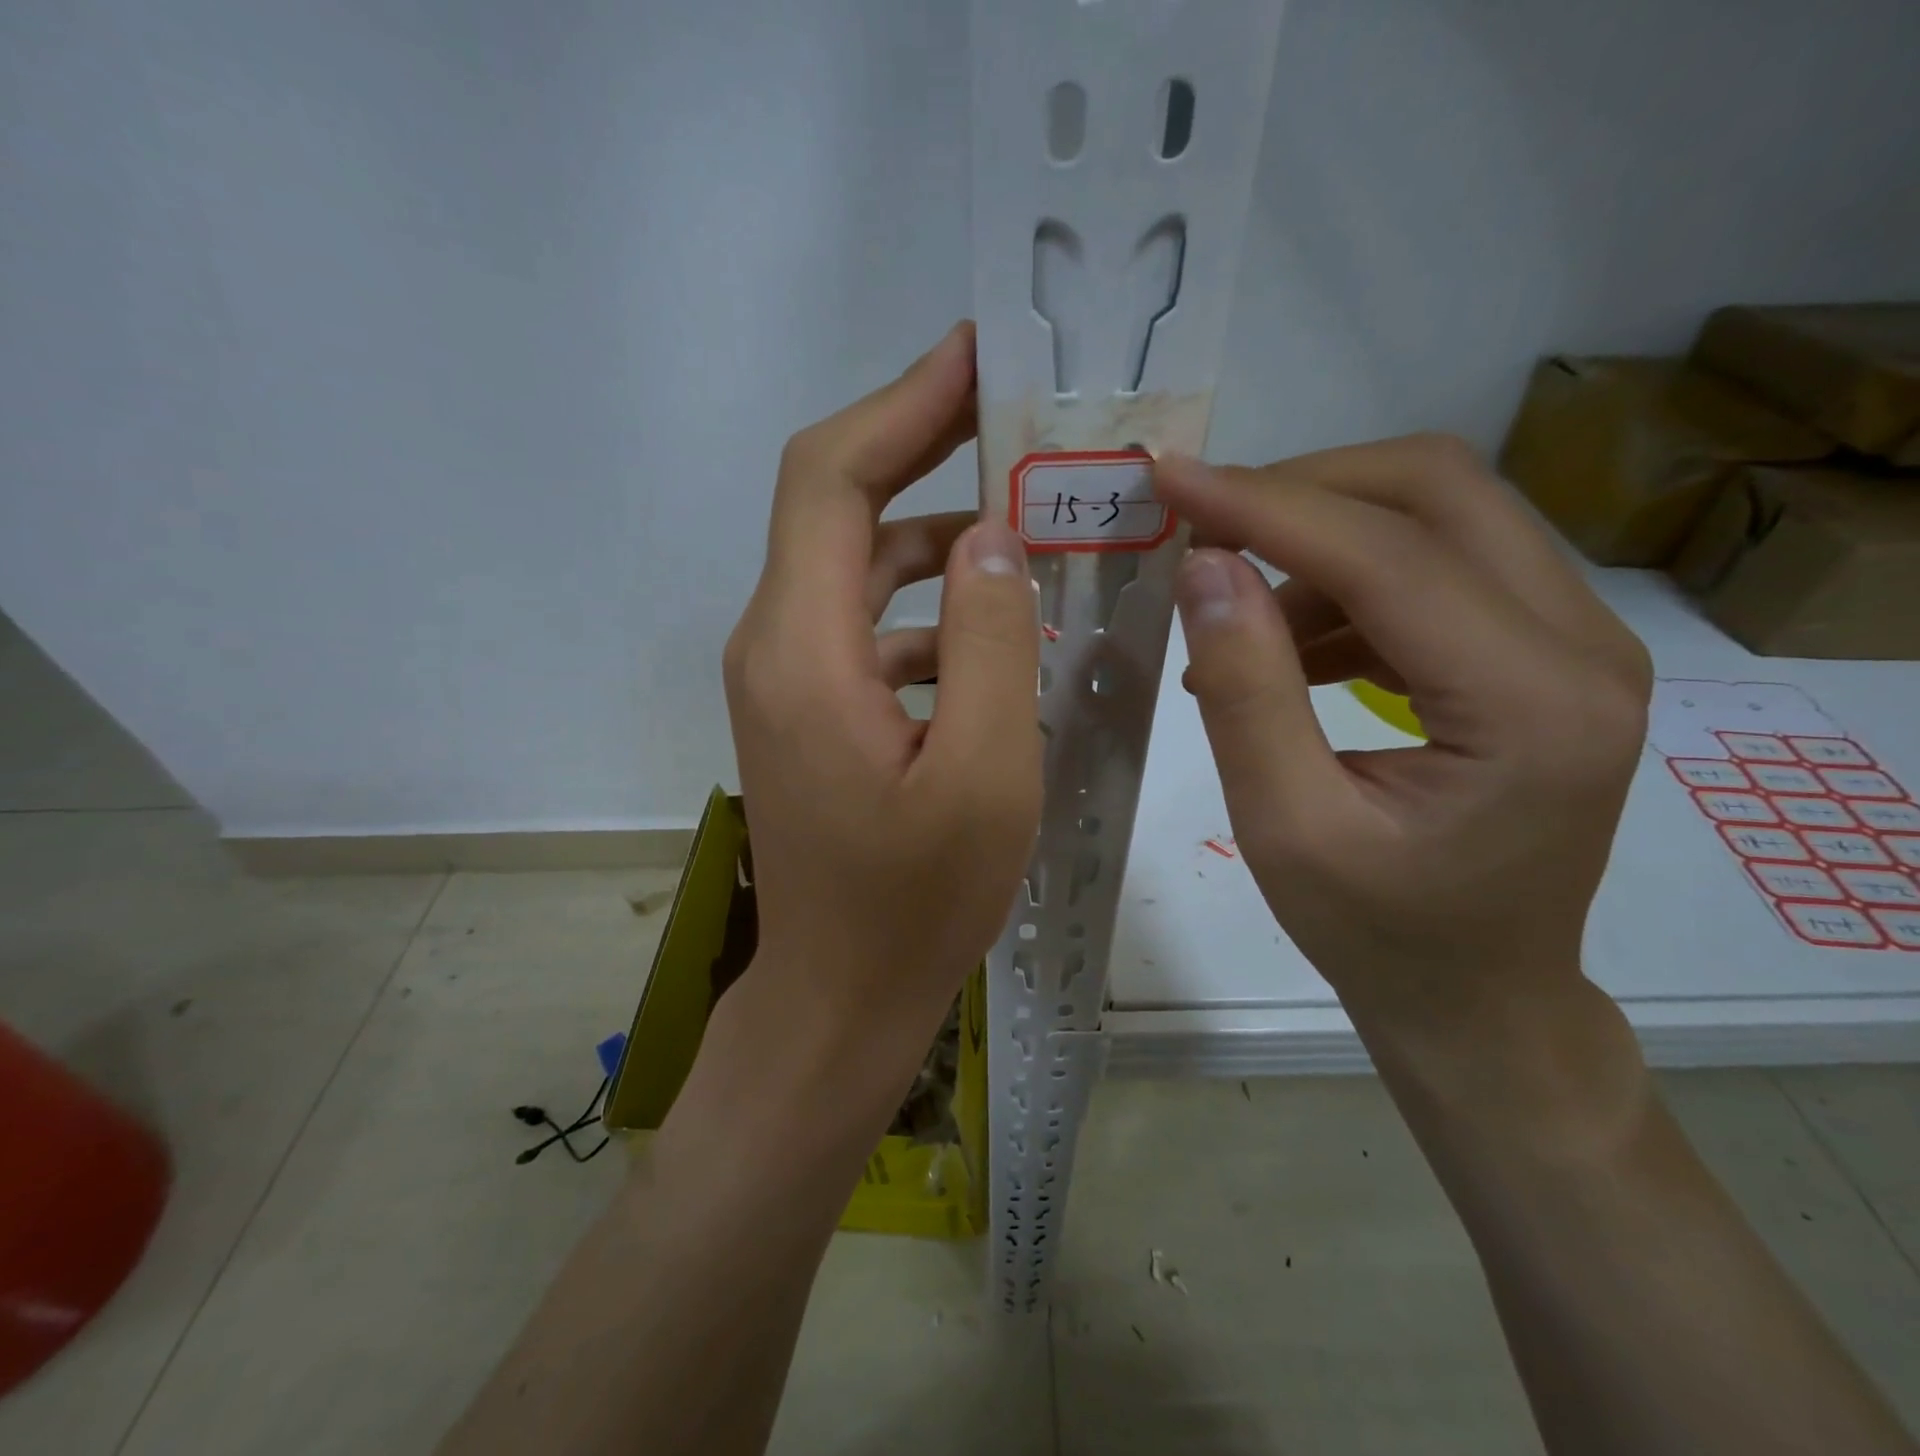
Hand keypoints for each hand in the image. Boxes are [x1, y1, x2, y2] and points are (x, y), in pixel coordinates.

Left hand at [721, 322, 1041, 1078]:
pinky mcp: (810, 707)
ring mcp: (788, 676)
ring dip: (937, 533)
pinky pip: (868, 622)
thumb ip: (989, 642)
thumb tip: (990, 539)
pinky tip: (997, 626)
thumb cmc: (915, 901)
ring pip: (858, 564)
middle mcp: (777, 642)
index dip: (902, 404)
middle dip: (922, 446)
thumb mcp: (983, 773)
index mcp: (804, 647)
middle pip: (838, 505)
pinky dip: (929, 604)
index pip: (832, 477)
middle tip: (1017, 418)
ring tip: (1028, 520)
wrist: (841, 994)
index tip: (977, 354)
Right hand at [1153, 436, 1651, 1037]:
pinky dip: (1343, 584)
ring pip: (1437, 516)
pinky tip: (1286, 648)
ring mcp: (1575, 641)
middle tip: (1203, 530)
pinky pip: (1434, 568)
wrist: (1478, 995)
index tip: (1169, 478)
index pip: (1386, 554)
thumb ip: (1246, 692)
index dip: (1264, 504)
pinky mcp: (1543, 651)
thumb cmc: (1379, 933)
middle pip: (1437, 491)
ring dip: (1317, 543)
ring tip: (1236, 623)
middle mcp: (1583, 646)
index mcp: (1531, 705)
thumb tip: (1203, 568)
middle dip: (1300, 491)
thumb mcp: (1286, 827)